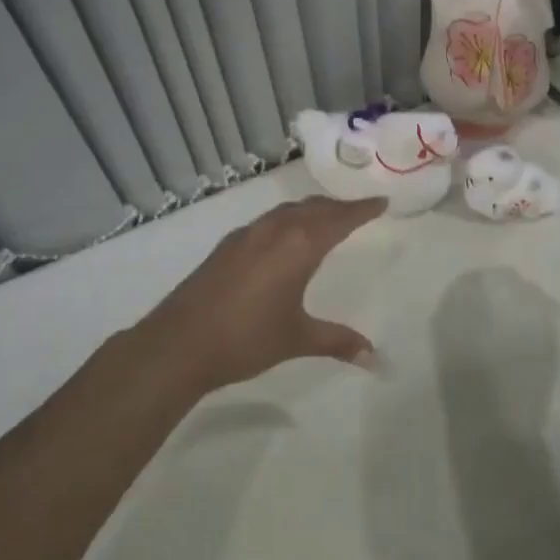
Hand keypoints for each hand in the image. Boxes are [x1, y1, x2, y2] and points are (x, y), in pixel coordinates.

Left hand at [139, 196, 385, 391]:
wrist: (179, 343)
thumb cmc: (246, 338)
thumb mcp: (297, 339)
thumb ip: (337, 341)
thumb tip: (374, 357)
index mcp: (298, 246)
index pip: (338, 219)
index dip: (361, 210)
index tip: (380, 202)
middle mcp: (274, 231)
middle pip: (313, 208)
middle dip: (338, 207)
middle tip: (358, 210)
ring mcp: (246, 236)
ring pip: (287, 212)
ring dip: (310, 210)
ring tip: (325, 218)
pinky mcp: (226, 247)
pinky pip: (267, 222)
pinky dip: (286, 220)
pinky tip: (283, 238)